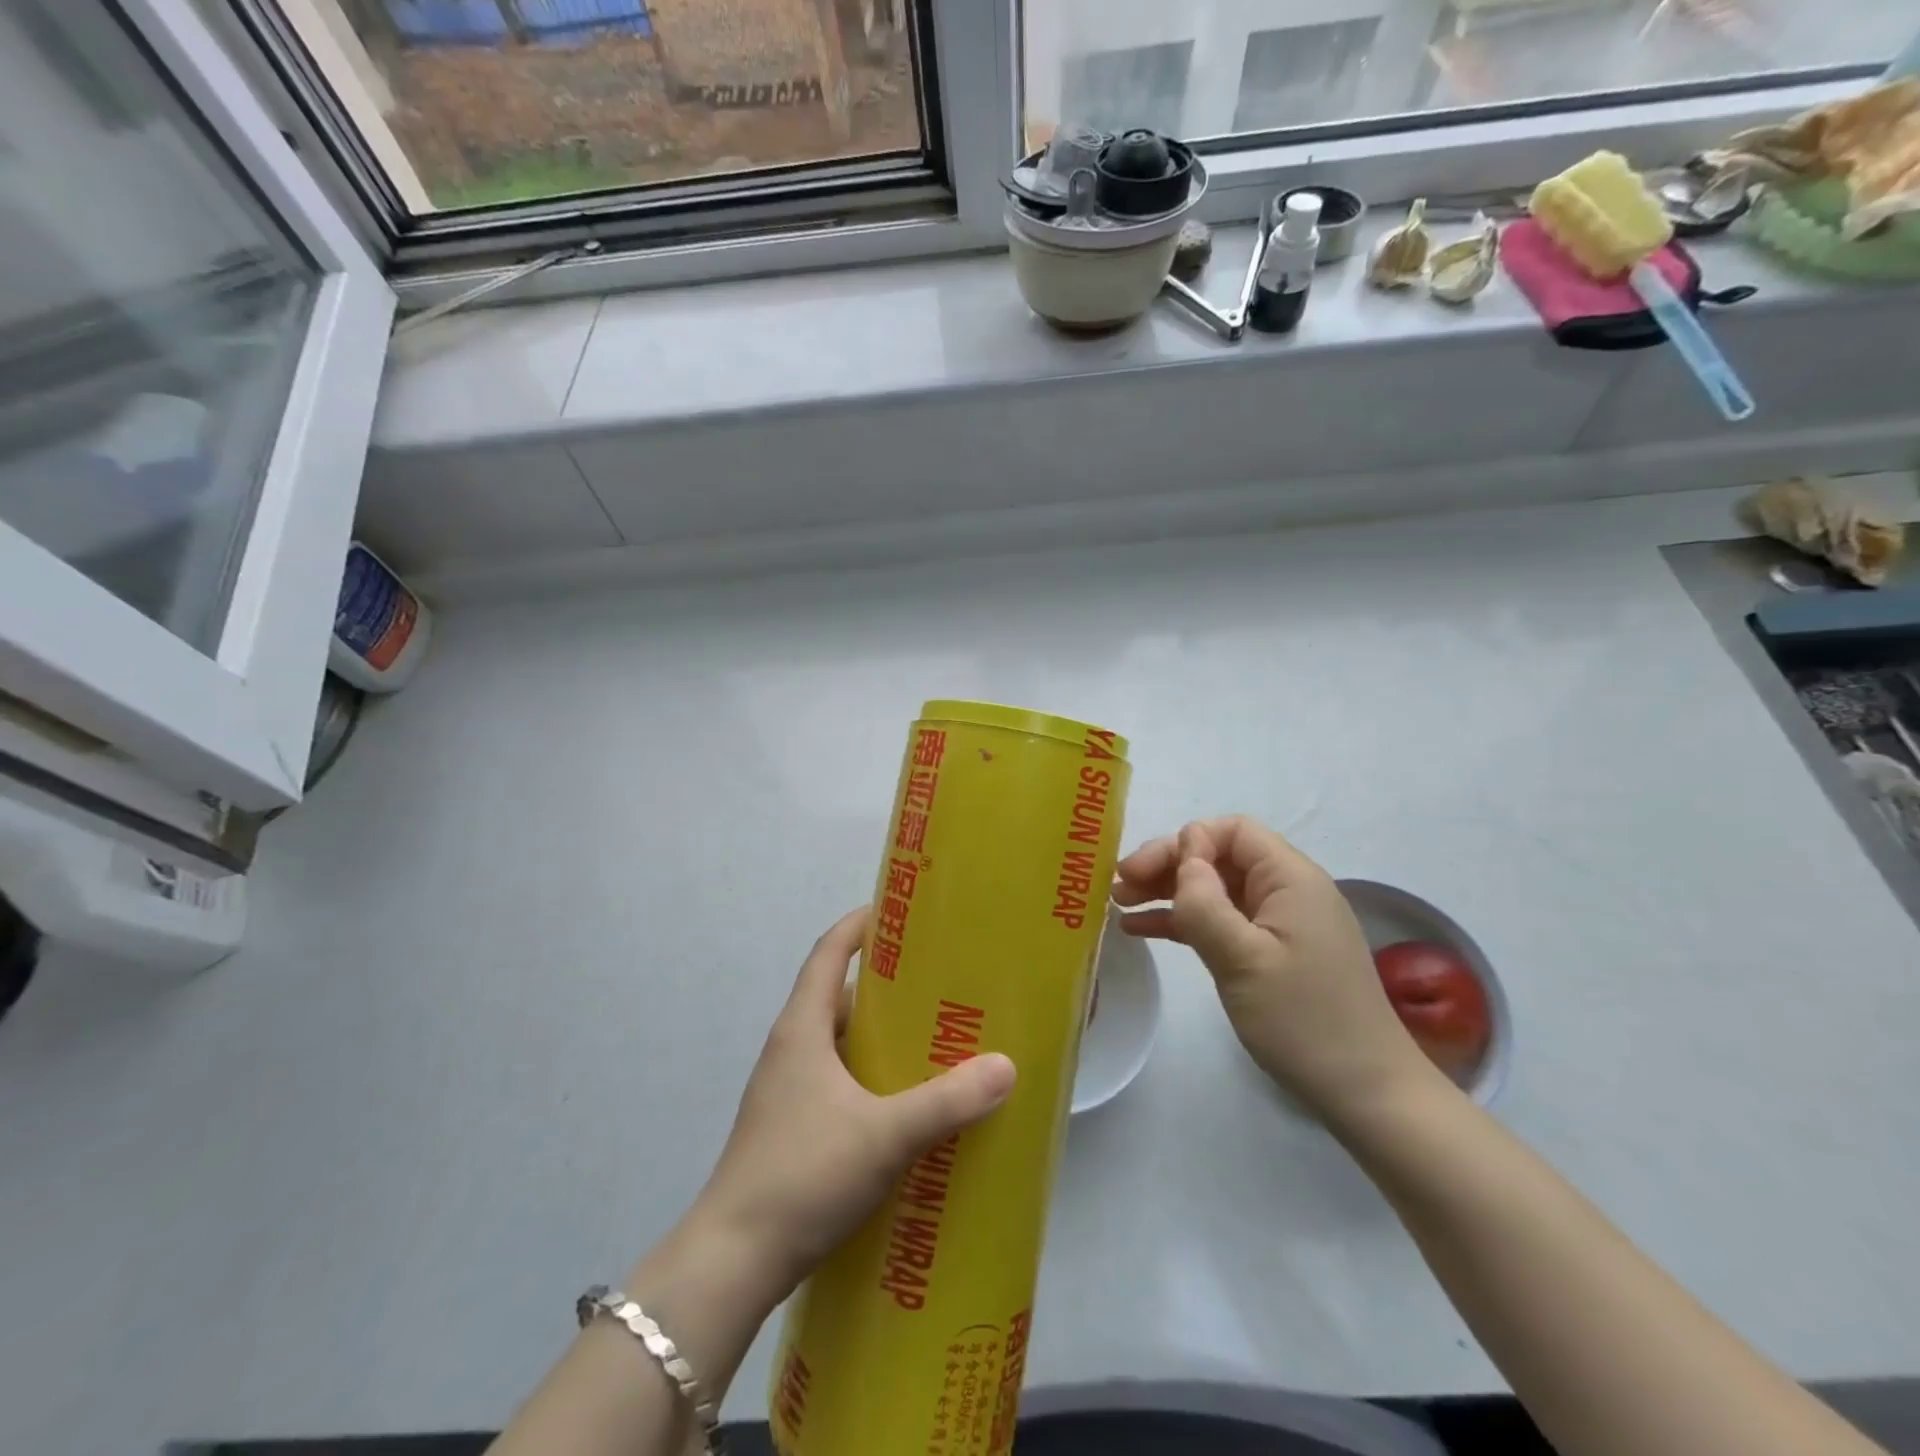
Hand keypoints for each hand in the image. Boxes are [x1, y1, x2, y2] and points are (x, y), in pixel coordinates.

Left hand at [682, 908, 1015, 1310]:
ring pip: (839, 1044)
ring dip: (879, 1038)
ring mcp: (786, 1092)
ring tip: (932, 1042)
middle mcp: (790, 1049)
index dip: (860, 926)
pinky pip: (837, 1082)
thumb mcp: (884, 1135)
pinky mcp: (791, 1129)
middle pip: (838, 997)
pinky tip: (904, 1106)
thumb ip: (947, 1101)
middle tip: (939, 986)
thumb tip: (1005, 1066)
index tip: (901, 913)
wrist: (731, 1263)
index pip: (828, 953)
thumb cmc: (803, 1175)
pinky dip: (870, 1079)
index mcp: (802, 1029)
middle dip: (886, 987)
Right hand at [1113, 815, 1436, 1124]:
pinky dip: (1183, 921)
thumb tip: (1183, 859)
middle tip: (1120, 884)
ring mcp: (1280, 923)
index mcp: (1290, 878)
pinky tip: (1142, 929)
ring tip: (1120, 903)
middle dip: (1168, 865)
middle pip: (1219, 856)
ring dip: (1168, 891)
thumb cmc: (1303, 1020)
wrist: (1365, 1093)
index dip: (1187, 843)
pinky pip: (1221, 921)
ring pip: (1215, 888)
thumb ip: (1205, 903)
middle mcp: (1287, 890)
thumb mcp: (1243, 959)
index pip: (1232, 831)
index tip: (1150, 874)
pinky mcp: (1272, 952)